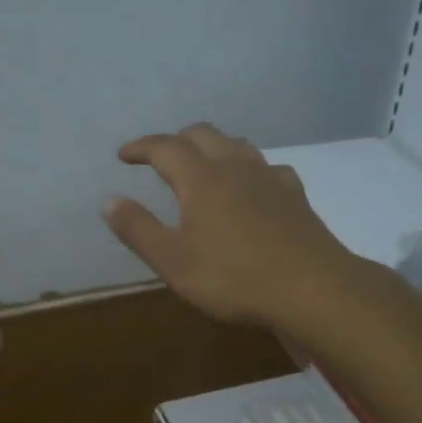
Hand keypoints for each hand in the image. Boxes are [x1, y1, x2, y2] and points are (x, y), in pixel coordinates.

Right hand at [101, 123, 355, 331]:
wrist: (312, 288)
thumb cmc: (234, 278)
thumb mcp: (173, 261)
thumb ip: (138, 229)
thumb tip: (109, 201)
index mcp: (201, 178)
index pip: (165, 147)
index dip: (141, 147)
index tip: (124, 155)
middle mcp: (235, 167)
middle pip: (202, 134)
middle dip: (176, 140)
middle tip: (160, 158)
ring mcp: (269, 177)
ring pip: (236, 145)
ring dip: (212, 147)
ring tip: (201, 166)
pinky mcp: (295, 195)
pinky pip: (267, 168)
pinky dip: (248, 169)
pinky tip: (251, 187)